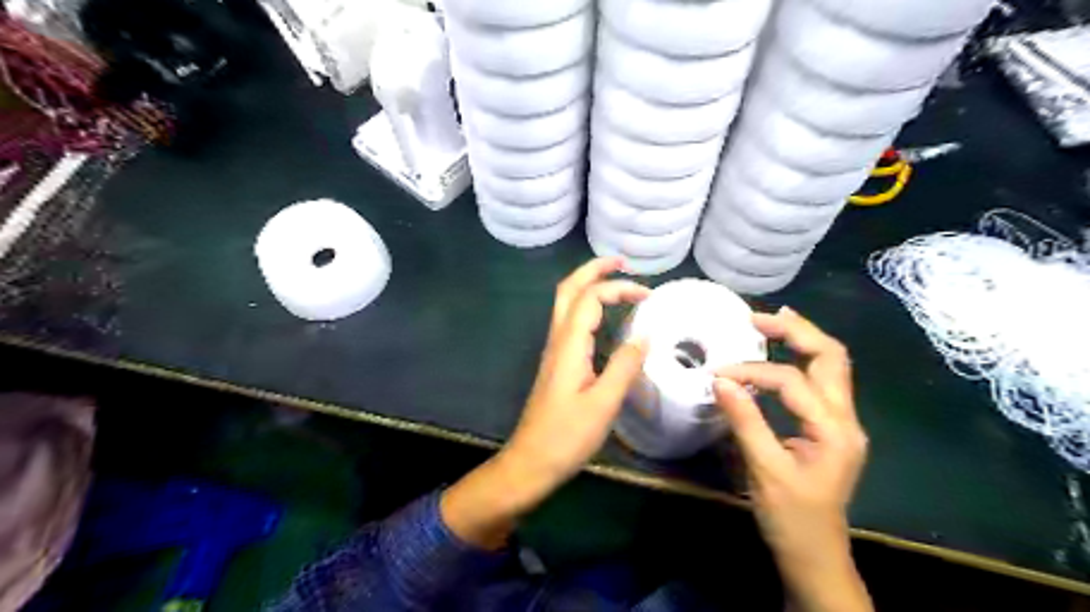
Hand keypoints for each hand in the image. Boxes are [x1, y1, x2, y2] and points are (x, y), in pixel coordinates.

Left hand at [507, 256, 650, 485]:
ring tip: (617, 282)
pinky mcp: (558, 364)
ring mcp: (555, 351)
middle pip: (568, 290)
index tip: (649, 295)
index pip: (590, 298)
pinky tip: (606, 319)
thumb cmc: (566, 436)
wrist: (531, 462)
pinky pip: (572, 323)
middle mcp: (558, 340)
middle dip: (593, 270)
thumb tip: (646, 335)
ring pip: (567, 304)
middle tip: (622, 262)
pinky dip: (589, 308)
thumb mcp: (603, 404)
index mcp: (569, 345)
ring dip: (590, 286)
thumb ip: (625, 366)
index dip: (618, 288)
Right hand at [717, 308, 869, 610]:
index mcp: (834, 430)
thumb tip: (720, 380)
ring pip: (831, 365)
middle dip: (795, 331)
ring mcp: (842, 423)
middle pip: (831, 356)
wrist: (815, 555)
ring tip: (770, 323)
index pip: (792, 381)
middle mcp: (846, 419)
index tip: (717, 374)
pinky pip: (820, 382)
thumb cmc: (791, 518)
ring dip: (801, 340)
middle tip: (757, 319)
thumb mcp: (764, 470)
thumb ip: (745, 421)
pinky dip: (800, 360)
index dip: (752, 371)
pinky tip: (780, 353)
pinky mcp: (830, 428)